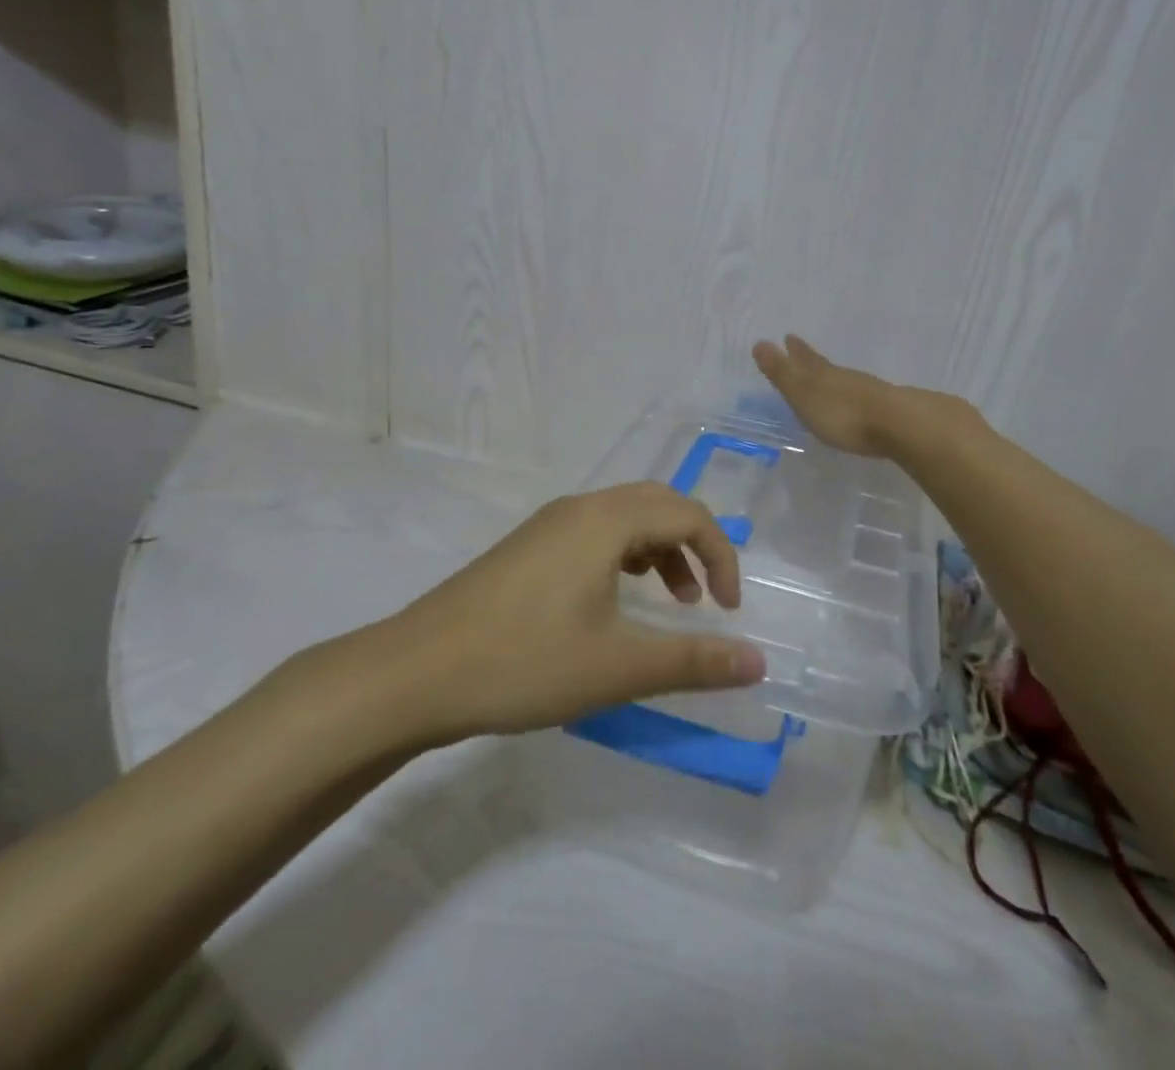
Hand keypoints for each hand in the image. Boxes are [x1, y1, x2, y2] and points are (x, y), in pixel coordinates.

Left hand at [388, 483, 767, 740]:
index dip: (720, 557)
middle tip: (703, 601)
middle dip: (693, 544)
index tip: (727, 613)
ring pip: (623, 518)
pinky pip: (594, 533)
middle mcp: (580, 508)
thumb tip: (758, 662)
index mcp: (606, 520)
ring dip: (658, 550)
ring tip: (667, 603)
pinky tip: (612, 603)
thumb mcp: (618, 667)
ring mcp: (548, 524)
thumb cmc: (524, 662)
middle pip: (658, 503)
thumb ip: (693, 661)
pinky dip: (623, 556)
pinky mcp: (527, 547)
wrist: (417, 672)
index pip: (688, 514)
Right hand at [751, 335, 904, 455]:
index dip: (795, 350)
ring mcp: (867, 393)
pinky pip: (860, 398)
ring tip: (826, 379)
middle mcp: (844, 379)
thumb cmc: (842, 413)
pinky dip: (851, 397)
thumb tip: (760, 342)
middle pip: (824, 366)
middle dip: (811, 359)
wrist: (898, 425)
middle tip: (800, 348)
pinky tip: (854, 404)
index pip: (805, 358)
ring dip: (832, 378)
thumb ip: (782, 372)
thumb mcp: (804, 393)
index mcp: (822, 374)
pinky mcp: (885, 411)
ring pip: (843, 380)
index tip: (788, 337)